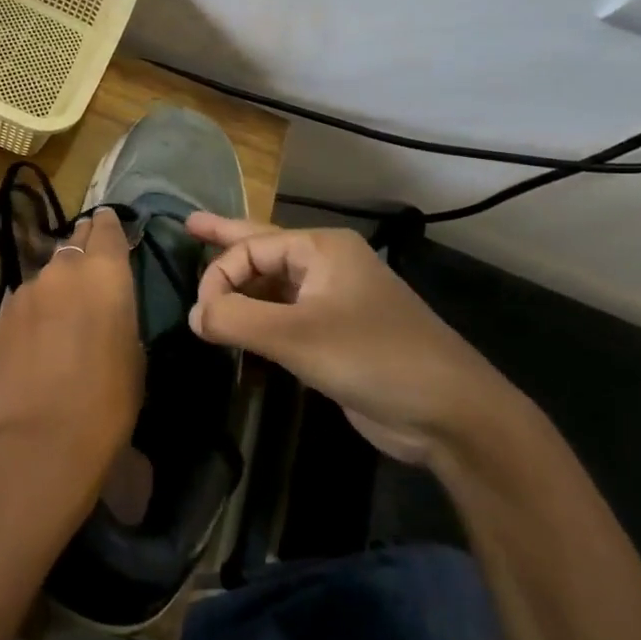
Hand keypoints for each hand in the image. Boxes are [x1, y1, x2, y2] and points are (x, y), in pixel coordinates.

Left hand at [0, 207, 143, 510]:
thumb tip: (104, 307)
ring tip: (62, 316)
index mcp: (104, 274)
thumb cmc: (107, 401)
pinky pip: (24, 303)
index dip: (109, 225)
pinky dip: (33, 312)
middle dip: (82, 248)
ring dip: (56, 287)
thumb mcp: (133, 355)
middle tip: (90, 264)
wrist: (40, 438)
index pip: (106, 229)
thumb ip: (118, 315)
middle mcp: (61, 271)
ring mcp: (25, 291)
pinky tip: (36, 340)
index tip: (109, 222)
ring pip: (45, 277)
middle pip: (73, 245)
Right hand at [185, 214, 517, 465]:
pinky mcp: (335, 336)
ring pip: (272, 286)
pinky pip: (284, 316)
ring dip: (240, 289)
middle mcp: (327, 266)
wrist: (451, 415)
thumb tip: (193, 315)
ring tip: (205, 284)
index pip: (250, 248)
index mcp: (322, 249)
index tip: (202, 316)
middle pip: (263, 248)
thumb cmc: (374, 358)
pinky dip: (257, 319)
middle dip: (225, 240)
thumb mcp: (296, 336)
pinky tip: (237, 326)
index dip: (218, 276)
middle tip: (189, 224)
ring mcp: (333, 301)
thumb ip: (236, 319)